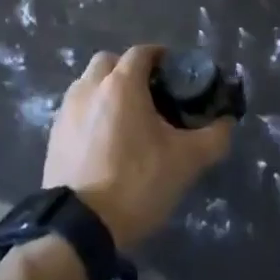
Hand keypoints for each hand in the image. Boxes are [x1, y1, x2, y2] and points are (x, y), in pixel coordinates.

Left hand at [44, 46, 233, 248]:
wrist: (78, 228)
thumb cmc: (136, 183)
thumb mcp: (186, 161)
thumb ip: (214, 137)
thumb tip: (227, 123)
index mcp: (121, 84)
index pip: (142, 52)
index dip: (161, 57)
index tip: (175, 74)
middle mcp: (89, 87)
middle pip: (109, 62)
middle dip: (128, 70)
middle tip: (149, 94)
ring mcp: (66, 111)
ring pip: (88, 84)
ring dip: (106, 90)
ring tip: (126, 118)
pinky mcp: (53, 136)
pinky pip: (75, 110)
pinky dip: (90, 113)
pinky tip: (104, 141)